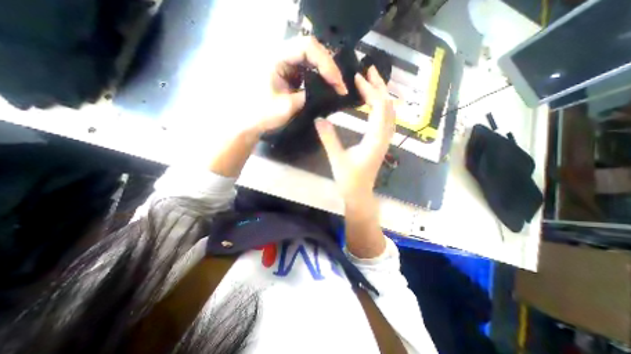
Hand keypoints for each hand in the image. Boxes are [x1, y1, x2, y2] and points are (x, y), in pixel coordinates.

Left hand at [254, 36, 346, 132]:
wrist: (248, 121)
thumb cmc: (262, 114)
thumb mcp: (287, 106)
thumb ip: (308, 96)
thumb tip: (327, 93)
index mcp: (276, 57)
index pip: (307, 47)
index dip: (326, 63)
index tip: (337, 83)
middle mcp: (280, 55)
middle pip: (311, 50)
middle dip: (329, 67)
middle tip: (340, 86)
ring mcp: (284, 64)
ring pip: (311, 60)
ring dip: (325, 72)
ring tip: (336, 87)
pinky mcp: (288, 74)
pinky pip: (307, 70)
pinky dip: (318, 78)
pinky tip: (326, 88)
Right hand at [315, 66, 392, 201]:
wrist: (359, 194)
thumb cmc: (349, 180)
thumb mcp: (336, 158)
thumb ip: (328, 138)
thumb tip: (319, 118)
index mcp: (375, 139)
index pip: (378, 107)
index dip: (370, 90)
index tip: (357, 78)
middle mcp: (384, 137)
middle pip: (388, 106)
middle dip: (380, 86)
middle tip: (369, 69)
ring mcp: (384, 140)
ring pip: (390, 112)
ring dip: (383, 95)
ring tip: (372, 81)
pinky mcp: (381, 143)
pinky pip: (387, 120)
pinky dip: (382, 106)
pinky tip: (375, 102)